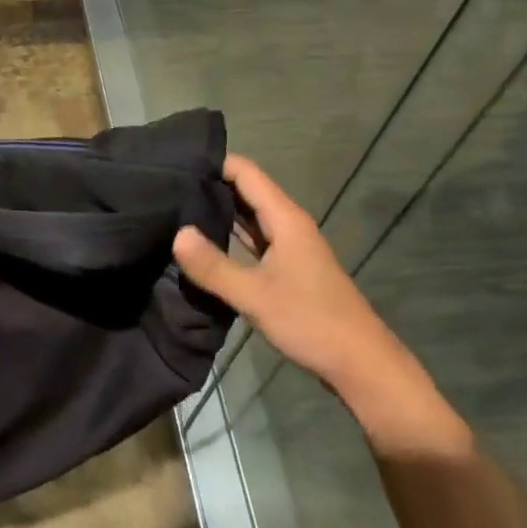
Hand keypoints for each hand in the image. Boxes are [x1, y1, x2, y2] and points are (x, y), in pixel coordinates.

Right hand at [173, 155, 417, 411]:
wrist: (361, 365)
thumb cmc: (311, 322)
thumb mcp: (255, 296)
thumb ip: (214, 267)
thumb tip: (177, 233)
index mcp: (285, 219)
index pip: (245, 172)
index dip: (213, 162)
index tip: (174, 163)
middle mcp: (288, 225)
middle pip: (245, 191)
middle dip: (209, 184)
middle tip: (165, 184)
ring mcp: (289, 247)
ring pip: (248, 217)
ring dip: (217, 210)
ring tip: (174, 207)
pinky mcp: (286, 269)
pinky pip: (252, 240)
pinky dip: (228, 236)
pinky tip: (202, 243)